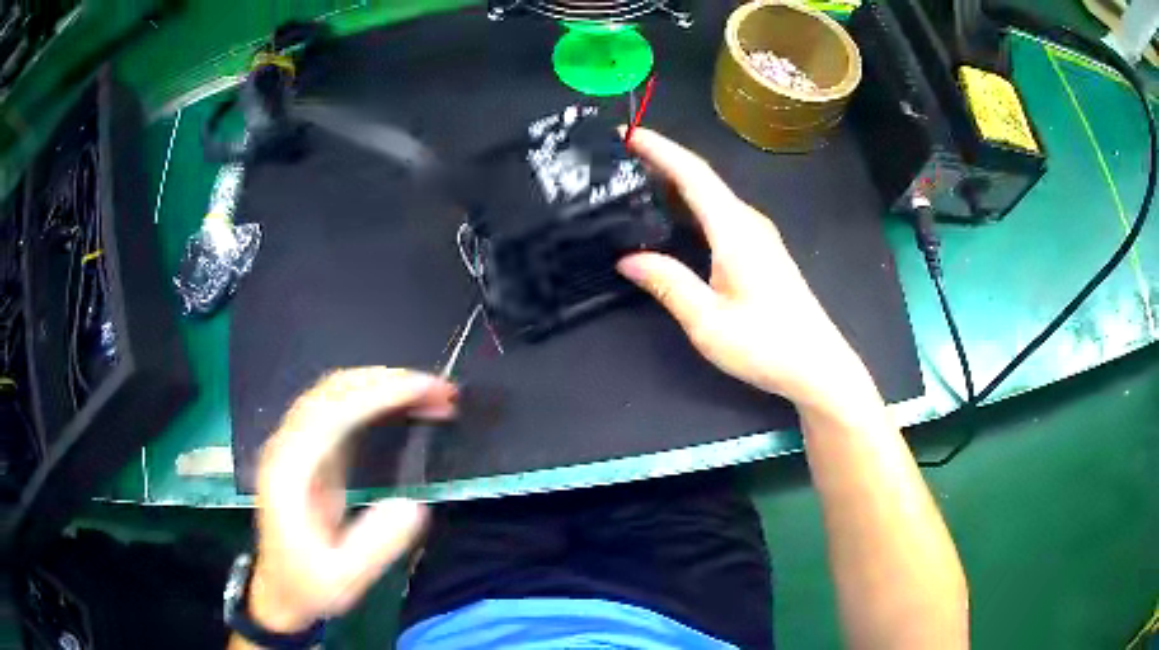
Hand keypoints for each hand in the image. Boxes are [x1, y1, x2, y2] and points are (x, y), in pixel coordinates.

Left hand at [247, 368, 456, 632]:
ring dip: (383, 384)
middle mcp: (289, 446)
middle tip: (441, 392)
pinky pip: (339, 408)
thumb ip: (375, 545)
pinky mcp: (310, 453)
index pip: (335, 412)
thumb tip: (414, 504)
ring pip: (336, 392)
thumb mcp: (343, 579)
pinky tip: (400, 406)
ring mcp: (296, 445)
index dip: (382, 393)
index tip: (428, 391)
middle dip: (390, 380)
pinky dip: (373, 398)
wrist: (279, 590)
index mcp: (291, 470)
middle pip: (334, 390)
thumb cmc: (308, 585)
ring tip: (430, 394)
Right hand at [618, 128, 875, 413]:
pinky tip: (673, 217)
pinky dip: (691, 205)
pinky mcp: (761, 252)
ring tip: (636, 180)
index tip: (627, 134)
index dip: (660, 150)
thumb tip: (628, 258)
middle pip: (702, 179)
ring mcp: (758, 236)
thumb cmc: (766, 344)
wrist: (817, 366)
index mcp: (734, 230)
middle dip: (662, 161)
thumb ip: (668, 283)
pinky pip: (720, 214)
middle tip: (620, 158)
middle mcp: (748, 223)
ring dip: (676, 182)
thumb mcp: (707, 321)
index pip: (693, 174)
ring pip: (712, 196)